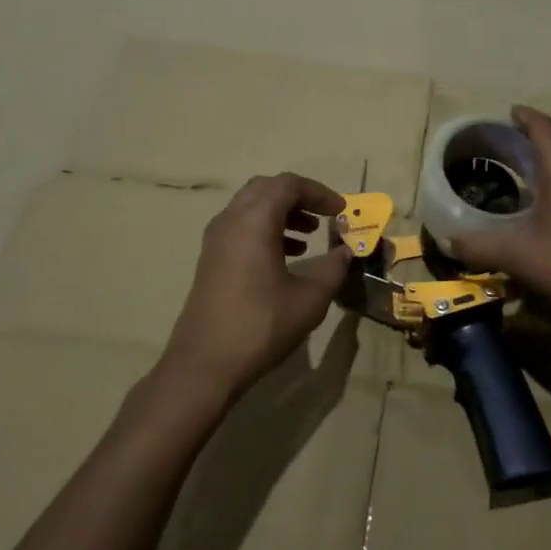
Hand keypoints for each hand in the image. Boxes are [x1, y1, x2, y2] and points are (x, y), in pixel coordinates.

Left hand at [159, 173, 352, 403]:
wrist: (204, 365)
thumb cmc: (261, 326)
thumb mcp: (310, 299)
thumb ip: (333, 269)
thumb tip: (346, 252)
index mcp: (254, 221)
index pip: (288, 184)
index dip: (319, 192)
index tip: (341, 211)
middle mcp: (230, 221)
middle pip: (266, 188)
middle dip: (299, 197)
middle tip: (324, 216)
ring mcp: (215, 240)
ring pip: (251, 207)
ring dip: (282, 213)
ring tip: (309, 235)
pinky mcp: (210, 259)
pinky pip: (241, 227)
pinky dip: (266, 229)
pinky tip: (286, 256)